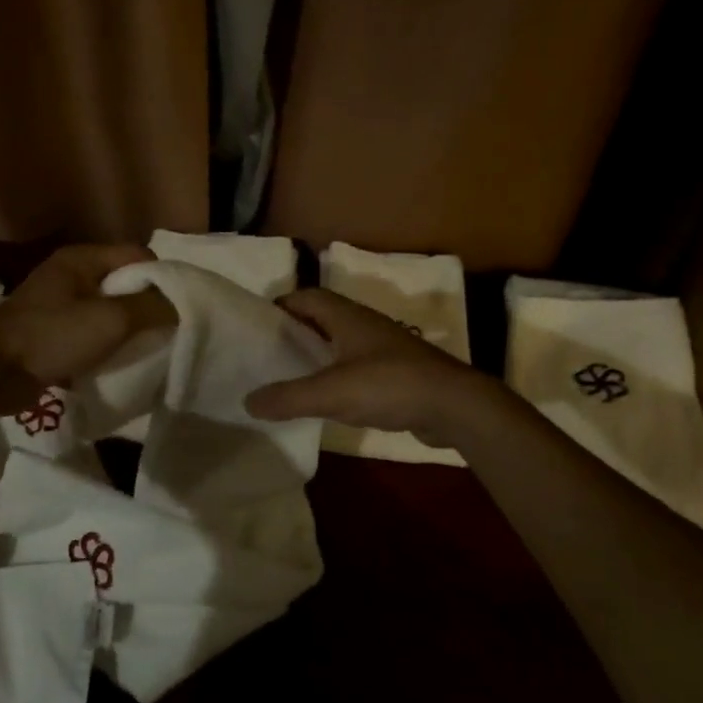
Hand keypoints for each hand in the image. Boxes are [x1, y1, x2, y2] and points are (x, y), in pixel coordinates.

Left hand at [0, 245, 177, 415]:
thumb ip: (150, 308)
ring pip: (108, 310)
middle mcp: (70, 274)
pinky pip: (91, 331)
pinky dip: (106, 344)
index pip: (138, 256)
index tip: (176, 309)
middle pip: (124, 283)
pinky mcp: (51, 332)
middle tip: (164, 331)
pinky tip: (117, 361)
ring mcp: (58, 304)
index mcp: (82, 259)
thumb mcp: (110, 320)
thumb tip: (179, 306)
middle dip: (145, 306)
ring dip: (126, 329)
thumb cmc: (52, 336)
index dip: (161, 279)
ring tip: (144, 349)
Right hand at [245, 289, 505, 446]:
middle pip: (320, 319)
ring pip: (338, 344)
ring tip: (287, 378)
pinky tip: (325, 400)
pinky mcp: (395, 373)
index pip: (305, 297)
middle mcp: (363, 325)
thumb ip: (288, 397)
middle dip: (293, 332)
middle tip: (265, 355)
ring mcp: (382, 348)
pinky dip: (336, 377)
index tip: (255, 328)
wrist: (455, 405)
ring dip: (315, 355)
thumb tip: (248, 401)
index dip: (279, 307)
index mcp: (347, 316)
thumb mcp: (332, 392)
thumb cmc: (390, 385)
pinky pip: (355, 367)